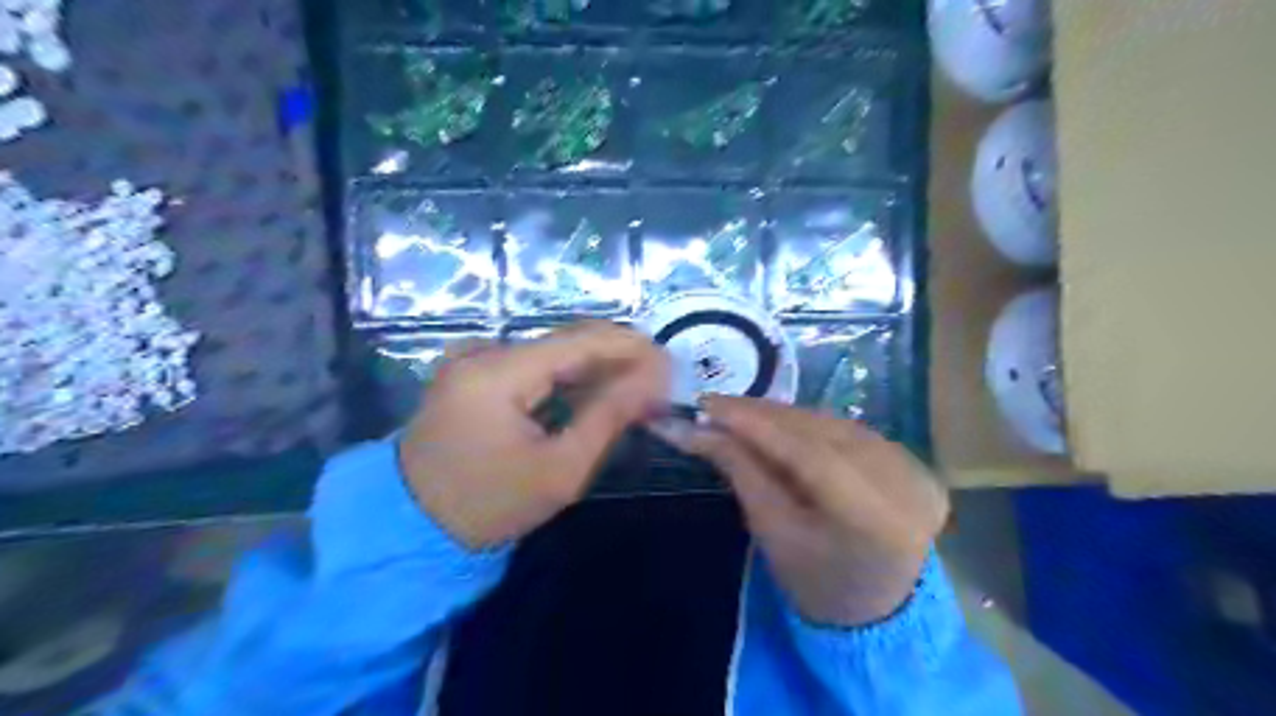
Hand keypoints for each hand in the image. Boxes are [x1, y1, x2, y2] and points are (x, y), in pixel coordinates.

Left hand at [399, 323, 672, 549]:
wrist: (411, 526)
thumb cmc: (488, 505)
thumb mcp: (558, 470)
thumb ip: (608, 416)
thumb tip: (654, 379)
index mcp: (496, 372)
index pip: (579, 341)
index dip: (630, 347)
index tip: (670, 363)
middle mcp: (481, 351)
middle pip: (566, 342)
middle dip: (617, 357)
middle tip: (659, 380)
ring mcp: (471, 359)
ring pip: (551, 352)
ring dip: (595, 368)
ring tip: (637, 388)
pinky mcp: (471, 373)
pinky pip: (531, 365)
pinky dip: (567, 377)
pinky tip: (595, 392)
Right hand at [668, 398, 944, 625]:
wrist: (877, 608)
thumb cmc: (815, 581)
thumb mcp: (771, 530)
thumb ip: (738, 469)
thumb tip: (691, 428)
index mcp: (873, 519)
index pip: (807, 453)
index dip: (754, 423)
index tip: (706, 405)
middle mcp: (904, 483)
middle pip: (821, 431)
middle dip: (761, 415)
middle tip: (711, 405)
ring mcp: (913, 468)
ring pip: (832, 423)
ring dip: (781, 415)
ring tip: (736, 413)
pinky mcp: (911, 459)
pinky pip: (847, 429)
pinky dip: (807, 423)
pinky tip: (776, 422)